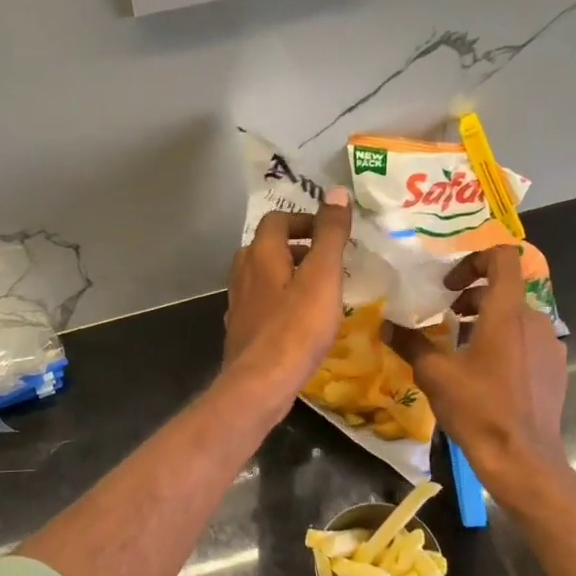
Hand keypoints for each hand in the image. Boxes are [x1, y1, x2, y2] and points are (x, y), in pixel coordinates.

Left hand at [223, 191, 352, 421]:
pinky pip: (262, 304)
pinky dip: (280, 301)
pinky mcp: (241, 330)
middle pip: (267, 247)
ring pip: (263, 277)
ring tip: (319, 291)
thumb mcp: (323, 277)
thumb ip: (330, 235)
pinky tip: (299, 321)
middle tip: (328, 262)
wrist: (260, 383)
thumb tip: (336, 192)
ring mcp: (238, 303)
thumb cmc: (296, 328)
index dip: (304, 220)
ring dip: (289, 275)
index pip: (277, 219)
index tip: (331, 233)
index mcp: (260, 254)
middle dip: (298, 248)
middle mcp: (242, 272)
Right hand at [387, 246, 572, 504]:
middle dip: (472, 297)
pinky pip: (527, 341)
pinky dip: (505, 344)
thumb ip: (410, 343)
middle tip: (445, 318)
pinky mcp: (555, 368)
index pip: (503, 258)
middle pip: (504, 290)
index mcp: (507, 314)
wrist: (522, 459)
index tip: (450, 285)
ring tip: (461, 348)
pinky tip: (486, 375)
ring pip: (515, 317)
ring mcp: (550, 345)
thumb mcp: (434, 375)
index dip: (474, 260)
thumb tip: (386, 324)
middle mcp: (535, 321)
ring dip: (487, 322)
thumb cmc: (478, 410)